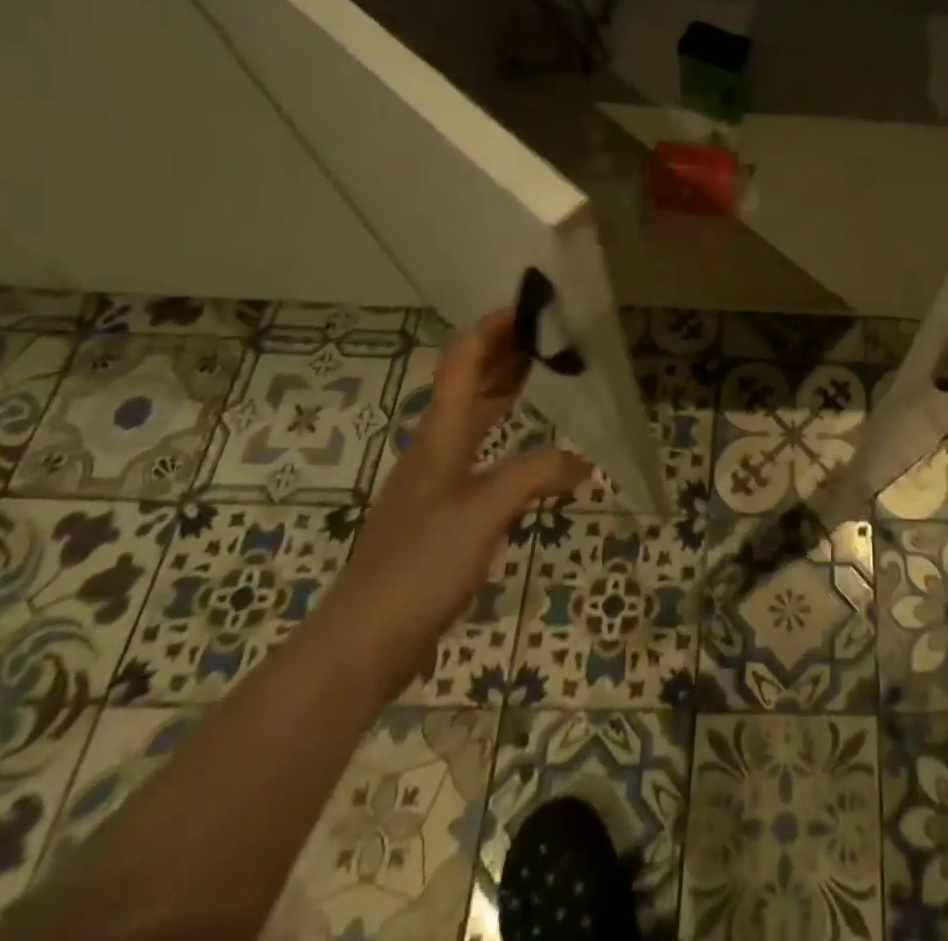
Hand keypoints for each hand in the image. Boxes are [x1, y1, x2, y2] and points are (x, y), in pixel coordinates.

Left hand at [323, 308, 588, 694]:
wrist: (364, 640)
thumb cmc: (421, 563)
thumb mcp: (486, 510)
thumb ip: (537, 474)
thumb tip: (584, 461)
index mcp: (440, 435)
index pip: (463, 362)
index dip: (491, 329)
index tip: (529, 308)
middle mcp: (436, 449)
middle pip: (468, 384)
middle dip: (504, 353)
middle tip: (548, 336)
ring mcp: (437, 482)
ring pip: (474, 419)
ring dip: (504, 391)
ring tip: (544, 376)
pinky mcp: (442, 514)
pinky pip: (482, 455)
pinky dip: (508, 436)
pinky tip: (532, 452)